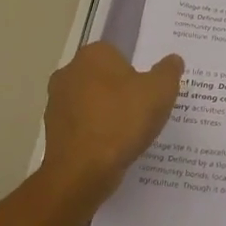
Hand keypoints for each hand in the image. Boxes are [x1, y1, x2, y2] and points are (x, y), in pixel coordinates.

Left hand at [41, 42, 183, 201]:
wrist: (82, 171)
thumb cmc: (122, 121)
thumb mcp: (160, 91)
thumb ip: (169, 71)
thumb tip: (173, 60)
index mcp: (92, 55)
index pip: (118, 54)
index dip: (136, 72)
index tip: (149, 92)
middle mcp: (68, 72)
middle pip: (103, 78)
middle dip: (120, 92)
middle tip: (143, 111)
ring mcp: (56, 103)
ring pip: (91, 103)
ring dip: (107, 114)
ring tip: (129, 134)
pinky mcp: (51, 131)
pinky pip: (82, 126)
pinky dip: (95, 134)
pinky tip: (112, 149)